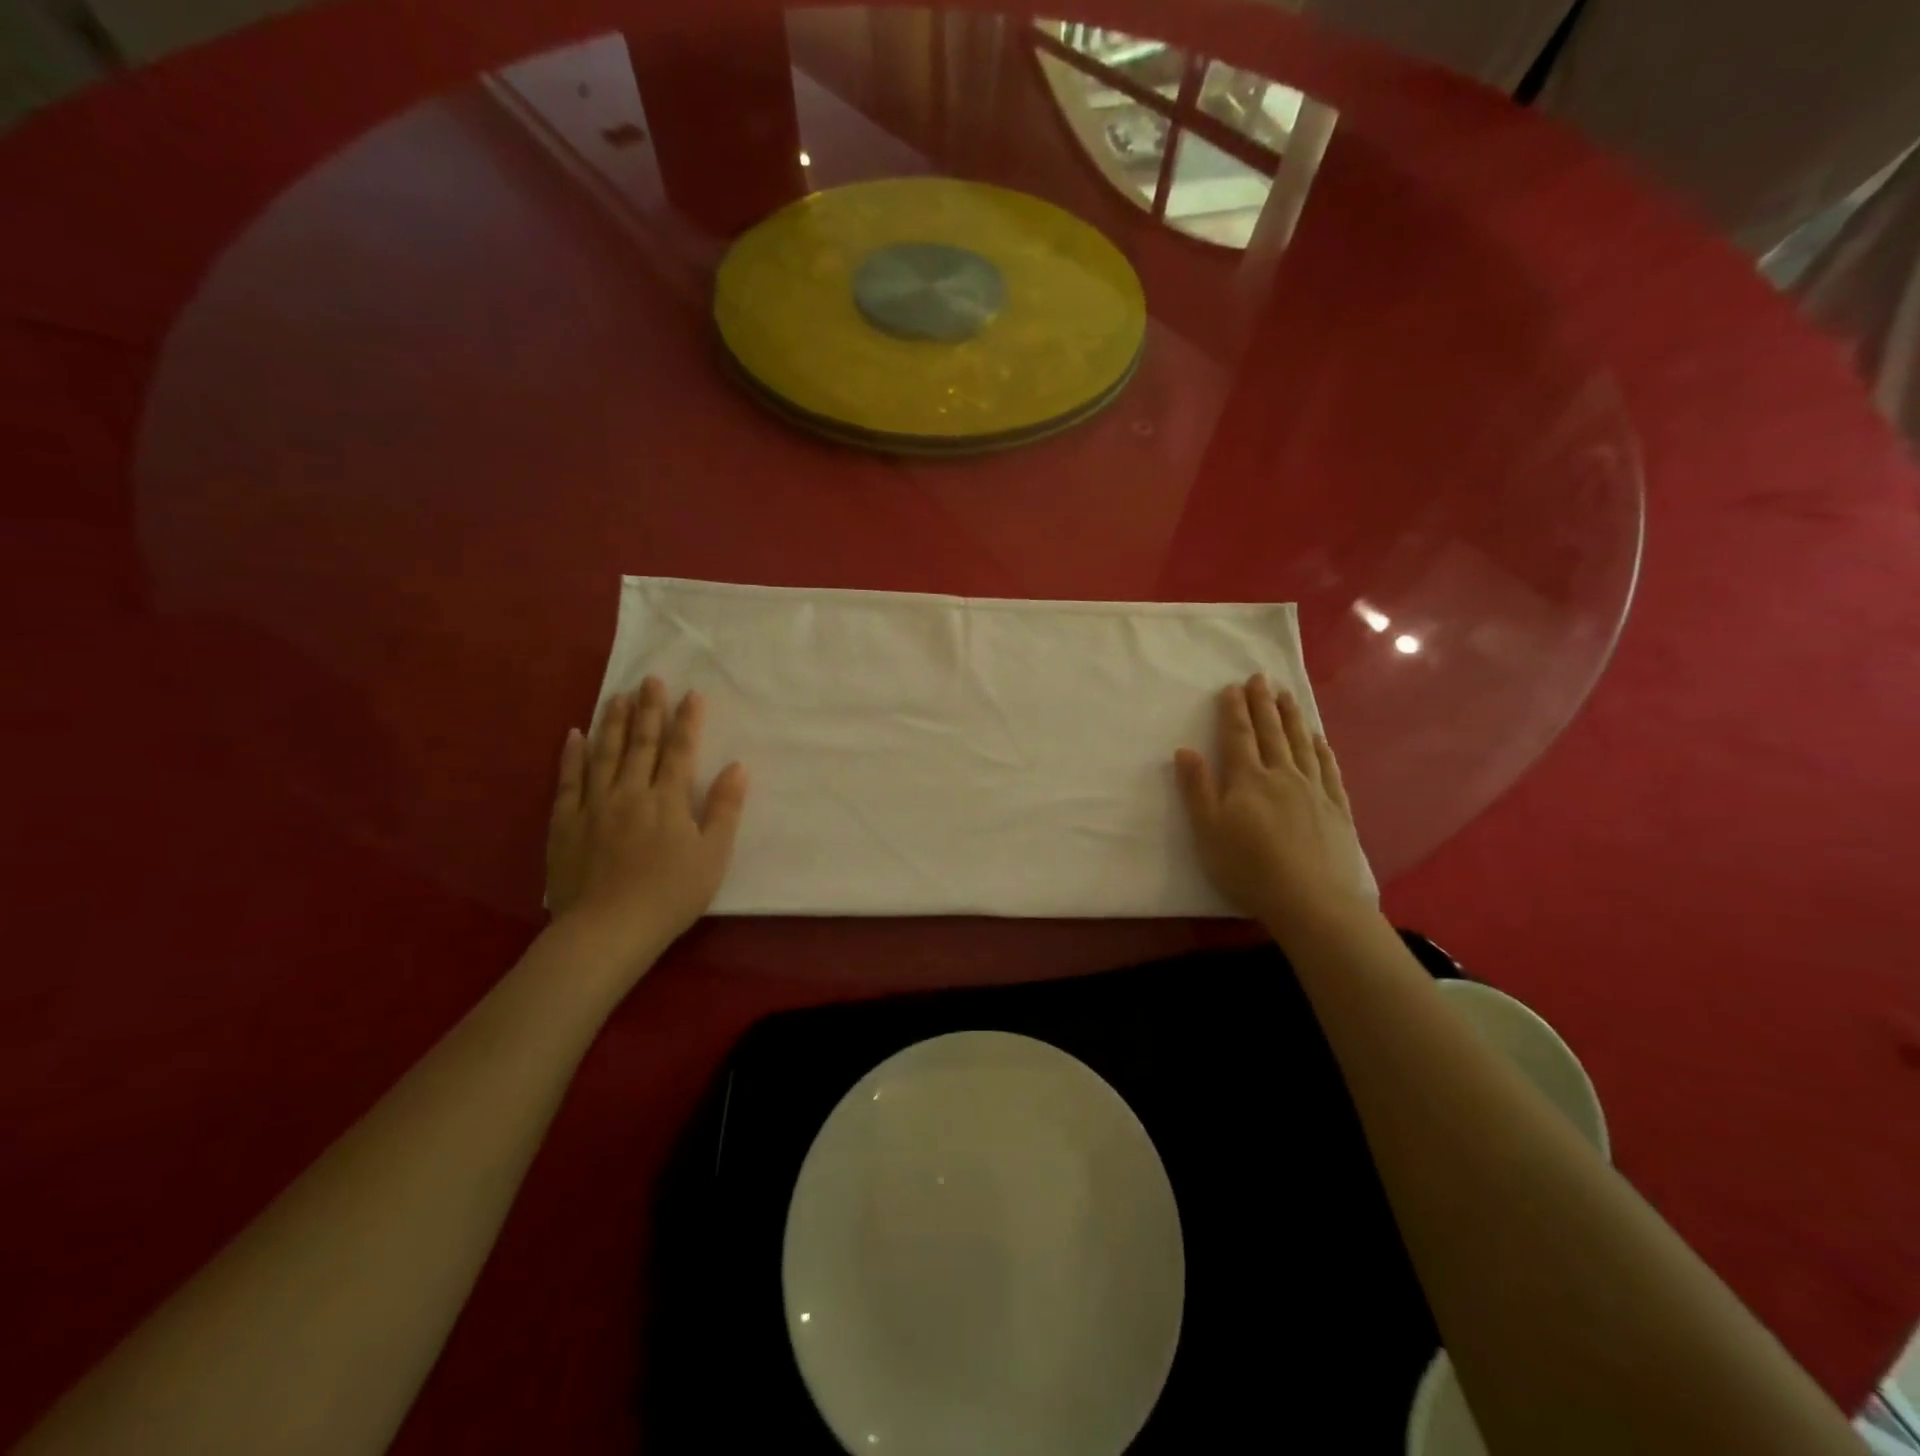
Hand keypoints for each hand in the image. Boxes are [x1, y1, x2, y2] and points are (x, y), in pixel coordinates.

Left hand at [545, 677, 747, 980]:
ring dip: (612, 722)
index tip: (692, 694)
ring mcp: (594, 805)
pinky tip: (574, 735)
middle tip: (650, 679)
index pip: (679, 751)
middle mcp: (630, 792)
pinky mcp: (565, 823)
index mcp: (667, 800)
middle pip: (640, 744)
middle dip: (648, 710)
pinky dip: (571, 756)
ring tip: (617, 695)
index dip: (687, 721)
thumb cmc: (670, 895)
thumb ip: (724, 809)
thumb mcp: (712, 856)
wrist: (608, 929)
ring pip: (604, 754)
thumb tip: (737, 766)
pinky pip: (568, 781)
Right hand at [1174, 675, 1374, 938]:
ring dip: (1292, 718)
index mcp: (1248, 780)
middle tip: (1261, 678)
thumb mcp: (1208, 830)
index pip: (1239, 737)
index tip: (1232, 687)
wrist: (1309, 899)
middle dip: (1263, 704)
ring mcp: (1313, 790)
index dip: (1234, 711)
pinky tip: (1319, 740)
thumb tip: (1185, 750)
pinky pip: (1328, 769)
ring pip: (1301, 744)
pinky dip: (1322, 750)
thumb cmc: (1247, 867)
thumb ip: (1197, 789)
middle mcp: (1282, 775)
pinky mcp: (1336, 808)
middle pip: (1271, 732)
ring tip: (1287, 696)